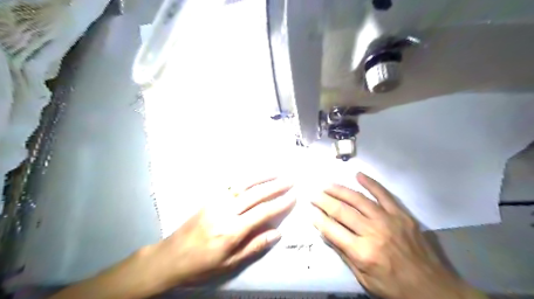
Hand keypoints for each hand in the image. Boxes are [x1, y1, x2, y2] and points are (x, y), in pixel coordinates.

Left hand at [148, 177, 293, 287]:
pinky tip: (254, 174)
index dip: (280, 203)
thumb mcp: (230, 263)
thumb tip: (277, 233)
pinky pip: (230, 184)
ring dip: (262, 177)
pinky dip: (245, 177)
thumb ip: (254, 246)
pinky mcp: (209, 198)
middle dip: (275, 186)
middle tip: (290, 180)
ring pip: (243, 184)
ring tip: (277, 172)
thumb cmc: (202, 264)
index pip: (262, 212)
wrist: (171, 256)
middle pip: (255, 194)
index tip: (293, 196)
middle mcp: (225, 211)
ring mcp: (216, 201)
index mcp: (232, 230)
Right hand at [311, 173, 486, 298]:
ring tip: (327, 185)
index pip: (332, 230)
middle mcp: (373, 232)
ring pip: (358, 200)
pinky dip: (371, 183)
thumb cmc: (394, 287)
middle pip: (342, 211)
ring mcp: (388, 220)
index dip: (319, 219)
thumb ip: (343, 253)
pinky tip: (358, 175)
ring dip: (340, 190)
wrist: (433, 288)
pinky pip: (384, 195)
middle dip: (324, 201)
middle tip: (314, 195)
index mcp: (362, 252)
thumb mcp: (363, 279)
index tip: (310, 211)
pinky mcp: (401, 215)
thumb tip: (325, 233)